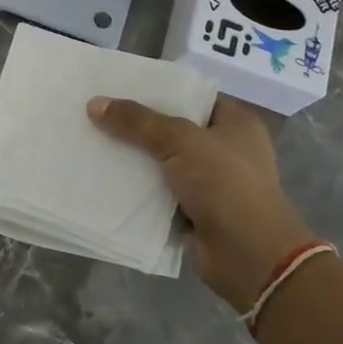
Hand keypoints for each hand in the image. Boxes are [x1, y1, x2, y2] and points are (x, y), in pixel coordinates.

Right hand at [89, 93, 312, 313]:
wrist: (250, 259)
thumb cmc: (226, 186)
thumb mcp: (181, 142)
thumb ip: (138, 122)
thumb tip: (94, 103)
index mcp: (235, 123)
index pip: (192, 96)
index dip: (158, 89)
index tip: (120, 85)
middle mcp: (225, 150)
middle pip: (172, 129)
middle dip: (138, 125)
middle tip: (98, 112)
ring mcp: (210, 183)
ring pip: (162, 162)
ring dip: (134, 158)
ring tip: (92, 141)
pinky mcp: (194, 212)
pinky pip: (158, 193)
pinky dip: (136, 189)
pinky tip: (104, 178)